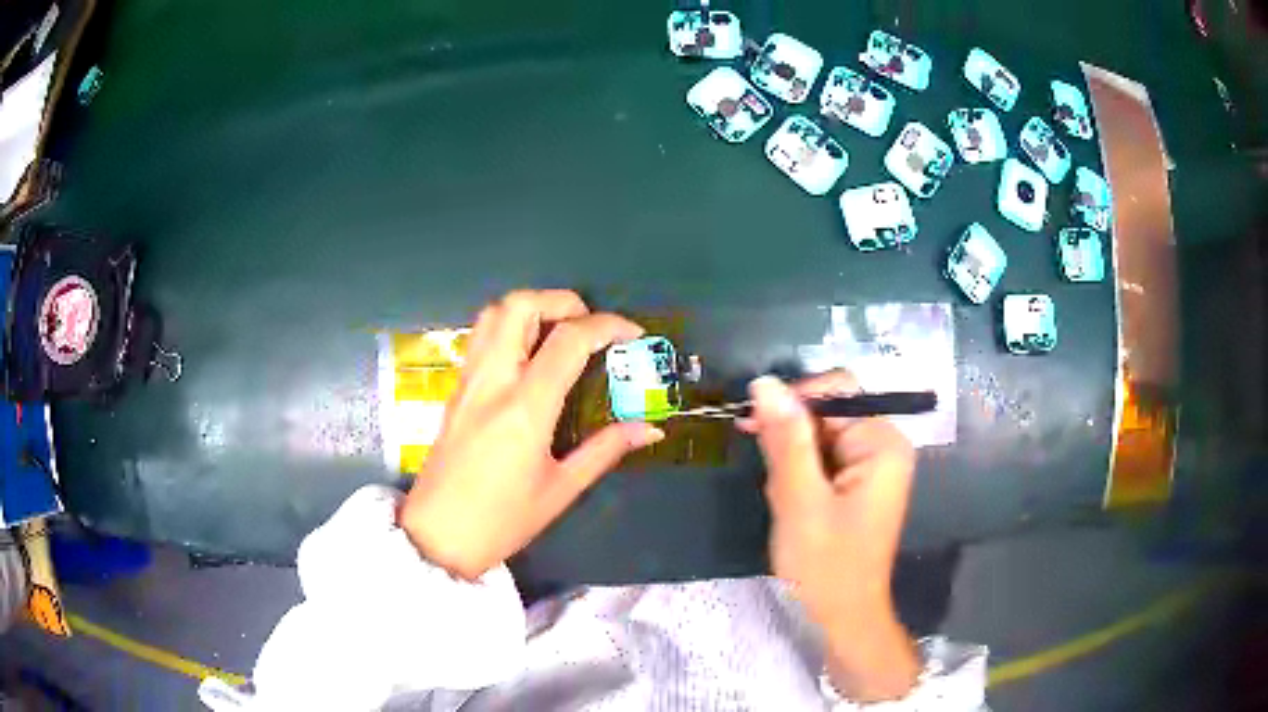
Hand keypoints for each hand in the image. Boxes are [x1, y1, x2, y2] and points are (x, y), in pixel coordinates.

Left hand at [398, 290, 663, 579]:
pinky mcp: (455, 390)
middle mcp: (492, 381)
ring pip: (493, 314)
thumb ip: (606, 450)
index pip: (568, 340)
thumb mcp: (561, 489)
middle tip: (589, 327)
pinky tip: (529, 358)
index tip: (633, 334)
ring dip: (532, 309)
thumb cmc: (502, 521)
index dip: (607, 326)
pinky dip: (510, 328)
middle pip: (520, 306)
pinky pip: (480, 338)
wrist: (437, 538)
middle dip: (562, 301)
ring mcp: (467, 381)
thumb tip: (650, 429)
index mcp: (524, 408)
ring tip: (559, 334)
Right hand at [744, 371, 919, 700]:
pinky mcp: (857, 483)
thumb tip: (764, 382)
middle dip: (791, 441)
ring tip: (785, 500)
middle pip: (827, 413)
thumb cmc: (825, 564)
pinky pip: (821, 460)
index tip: (753, 424)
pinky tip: (792, 504)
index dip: (794, 400)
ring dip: (791, 463)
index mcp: (881, 443)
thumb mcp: (799, 499)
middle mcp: (882, 445)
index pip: (836, 390)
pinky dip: (799, 477)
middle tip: (774, 480)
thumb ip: (785, 438)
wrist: (842, 616)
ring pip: (818, 438)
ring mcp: (871, 466)